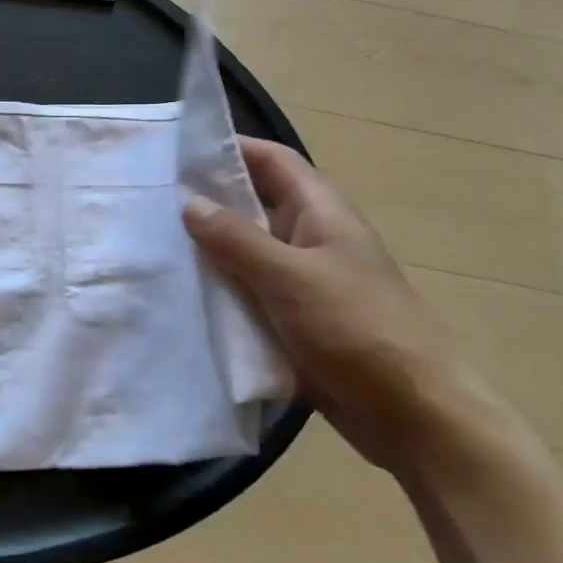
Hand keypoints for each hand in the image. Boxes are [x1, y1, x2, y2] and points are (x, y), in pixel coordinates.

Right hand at [182, 138, 511, 475]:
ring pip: (245, 251)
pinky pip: (247, 292)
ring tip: (151, 244)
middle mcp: (309, 237)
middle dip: (206, 201)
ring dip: (207, 250)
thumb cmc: (357, 329)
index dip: (228, 148)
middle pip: (252, 204)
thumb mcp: (290, 277)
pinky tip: (178, 295)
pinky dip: (218, 290)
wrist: (413, 414)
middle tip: (149, 201)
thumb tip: (189, 202)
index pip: (270, 160)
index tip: (175, 152)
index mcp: (320, 211)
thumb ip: (236, 239)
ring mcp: (301, 280)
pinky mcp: (292, 318)